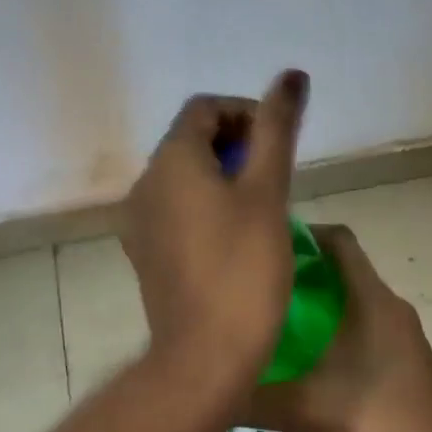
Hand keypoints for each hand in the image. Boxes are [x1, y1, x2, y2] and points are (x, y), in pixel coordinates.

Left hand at [120, 71, 309, 390]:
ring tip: (261, 207)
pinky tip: (235, 237)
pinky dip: (205, 206)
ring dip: (223, 176)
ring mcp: (139, 222)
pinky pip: (176, 210)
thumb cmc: (243, 269)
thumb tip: (291, 75)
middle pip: (191, 140)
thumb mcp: (268, 192)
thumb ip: (277, 129)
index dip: (246, 114)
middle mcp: (144, 184)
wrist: (204, 356)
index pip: (204, 108)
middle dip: (236, 146)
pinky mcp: (145, 253)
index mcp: (170, 161)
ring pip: (184, 177)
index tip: (279, 146)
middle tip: (275, 178)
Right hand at [247, 225, 431, 431]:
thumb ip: (253, 400)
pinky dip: (330, 330)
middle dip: (298, 273)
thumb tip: (207, 394)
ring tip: (269, 322)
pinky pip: (360, 326)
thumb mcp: (308, 410)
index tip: (264, 247)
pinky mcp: (403, 358)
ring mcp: (400, 334)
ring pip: (350, 301)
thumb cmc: (381, 422)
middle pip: (341, 269)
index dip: (303, 234)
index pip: (339, 241)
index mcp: (372, 300)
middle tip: (254, 289)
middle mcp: (389, 307)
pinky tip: (301, 361)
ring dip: (314, 304)